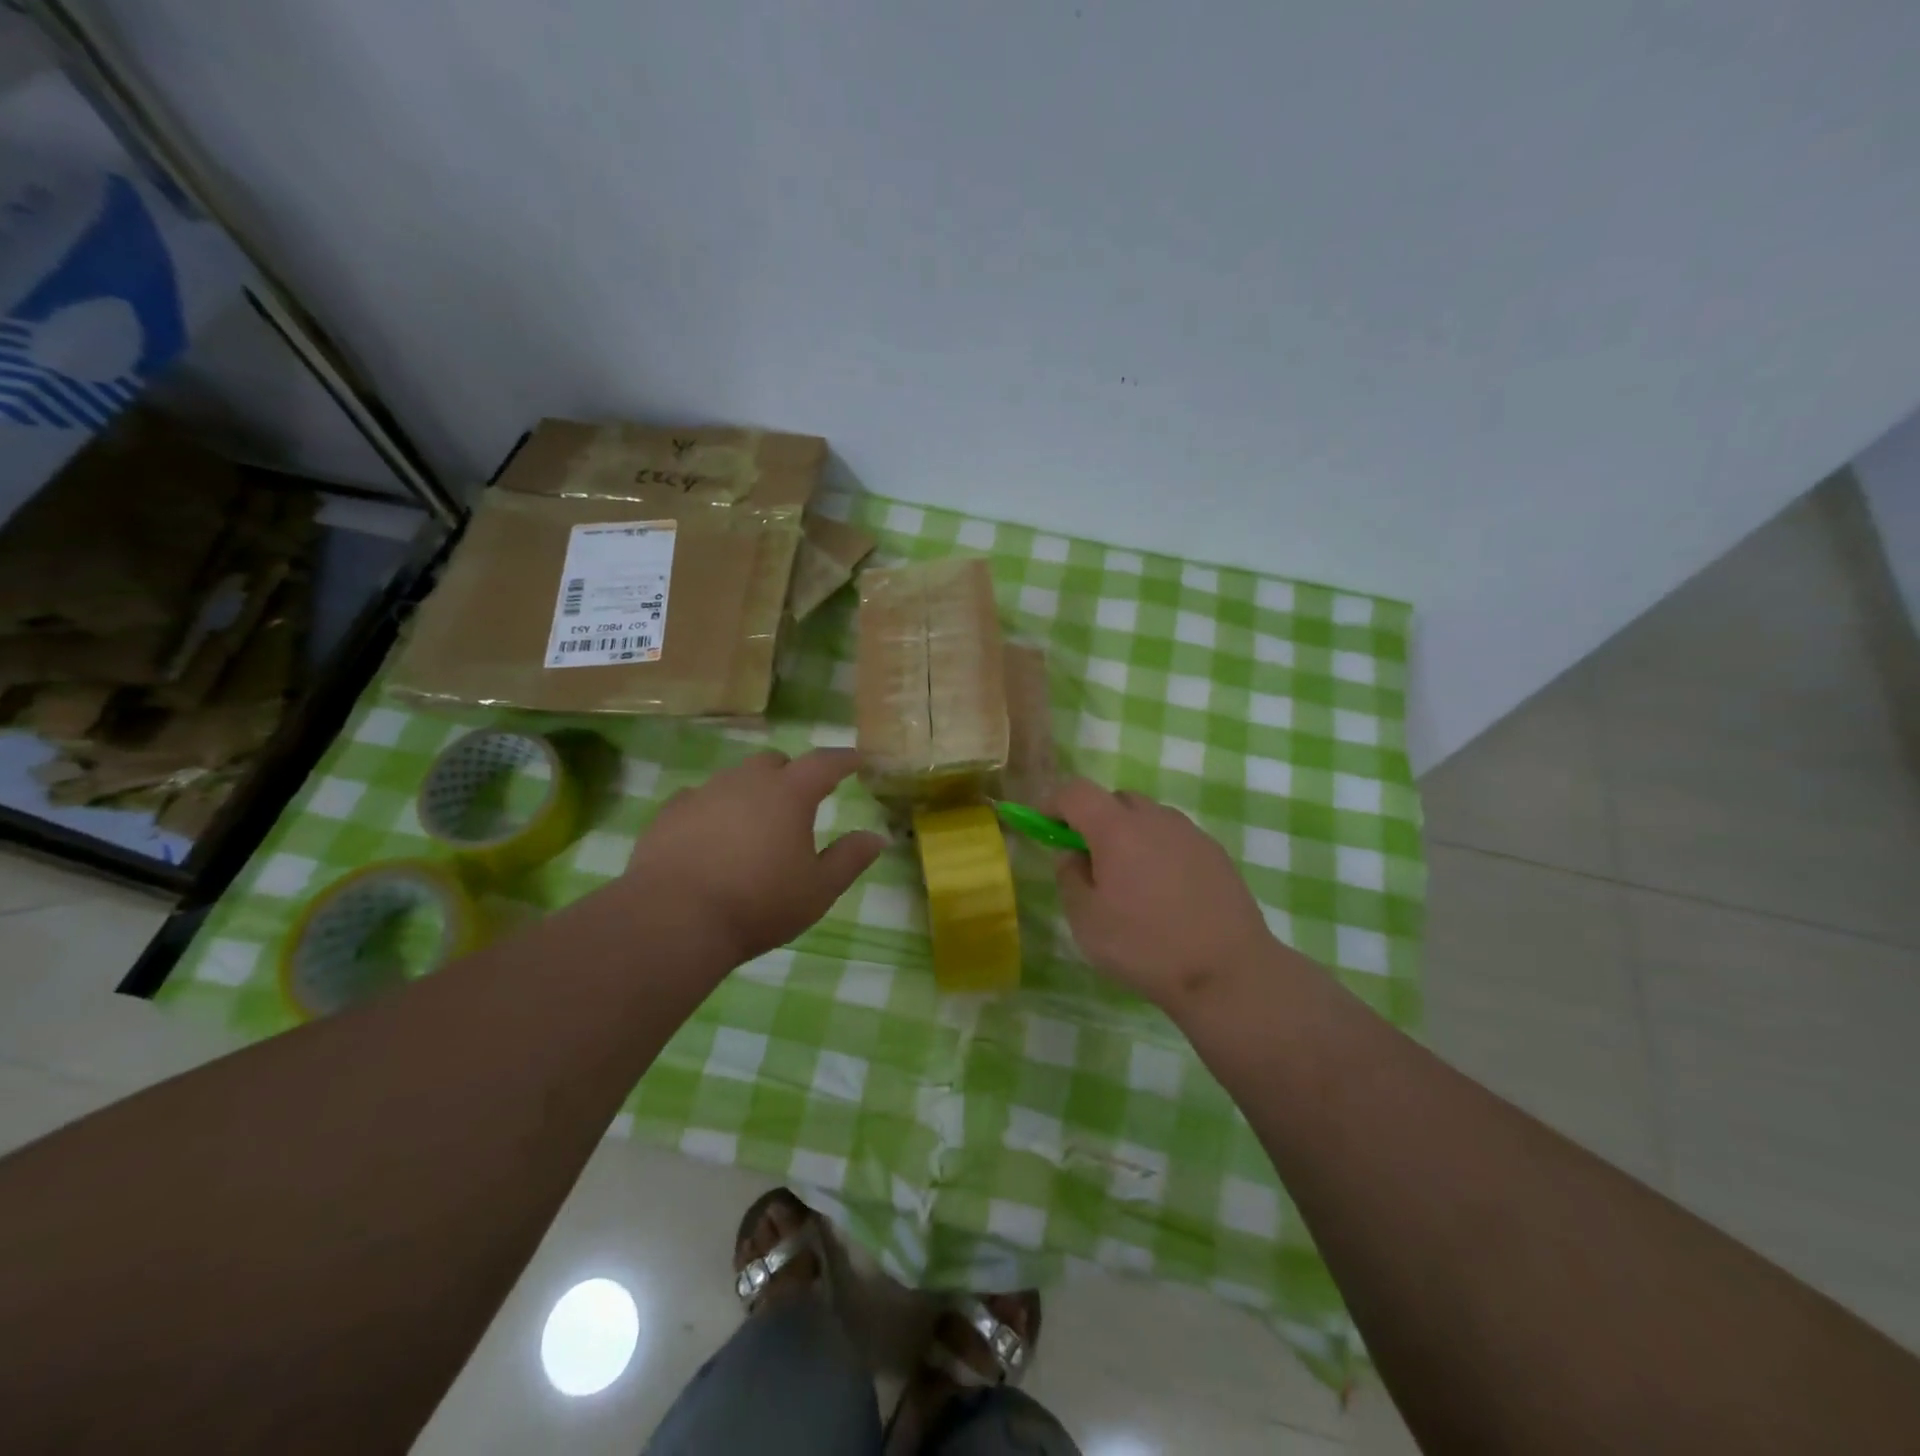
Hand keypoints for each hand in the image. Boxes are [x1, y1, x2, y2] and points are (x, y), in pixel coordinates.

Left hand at [629, 748, 883, 963]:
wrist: (674, 919)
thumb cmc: (759, 904)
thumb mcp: (818, 890)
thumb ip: (850, 859)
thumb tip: (878, 837)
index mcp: (789, 794)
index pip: (824, 763)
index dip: (844, 759)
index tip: (857, 760)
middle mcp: (746, 782)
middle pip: (775, 762)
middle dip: (792, 773)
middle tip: (800, 800)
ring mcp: (704, 793)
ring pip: (735, 778)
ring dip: (751, 791)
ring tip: (754, 823)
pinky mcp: (670, 813)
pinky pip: (698, 799)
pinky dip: (713, 809)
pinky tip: (711, 835)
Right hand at [1051, 778, 1281, 1012]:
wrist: (1227, 972)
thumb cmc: (1145, 946)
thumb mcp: (1086, 920)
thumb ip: (1069, 877)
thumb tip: (1073, 854)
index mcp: (1117, 828)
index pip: (1076, 792)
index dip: (1054, 803)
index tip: (1044, 825)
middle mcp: (1155, 818)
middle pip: (1115, 799)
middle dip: (1094, 819)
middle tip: (1089, 859)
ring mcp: (1190, 833)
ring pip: (1148, 817)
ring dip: (1129, 834)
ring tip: (1130, 880)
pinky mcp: (1215, 853)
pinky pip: (1174, 838)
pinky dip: (1159, 851)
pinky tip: (1164, 892)